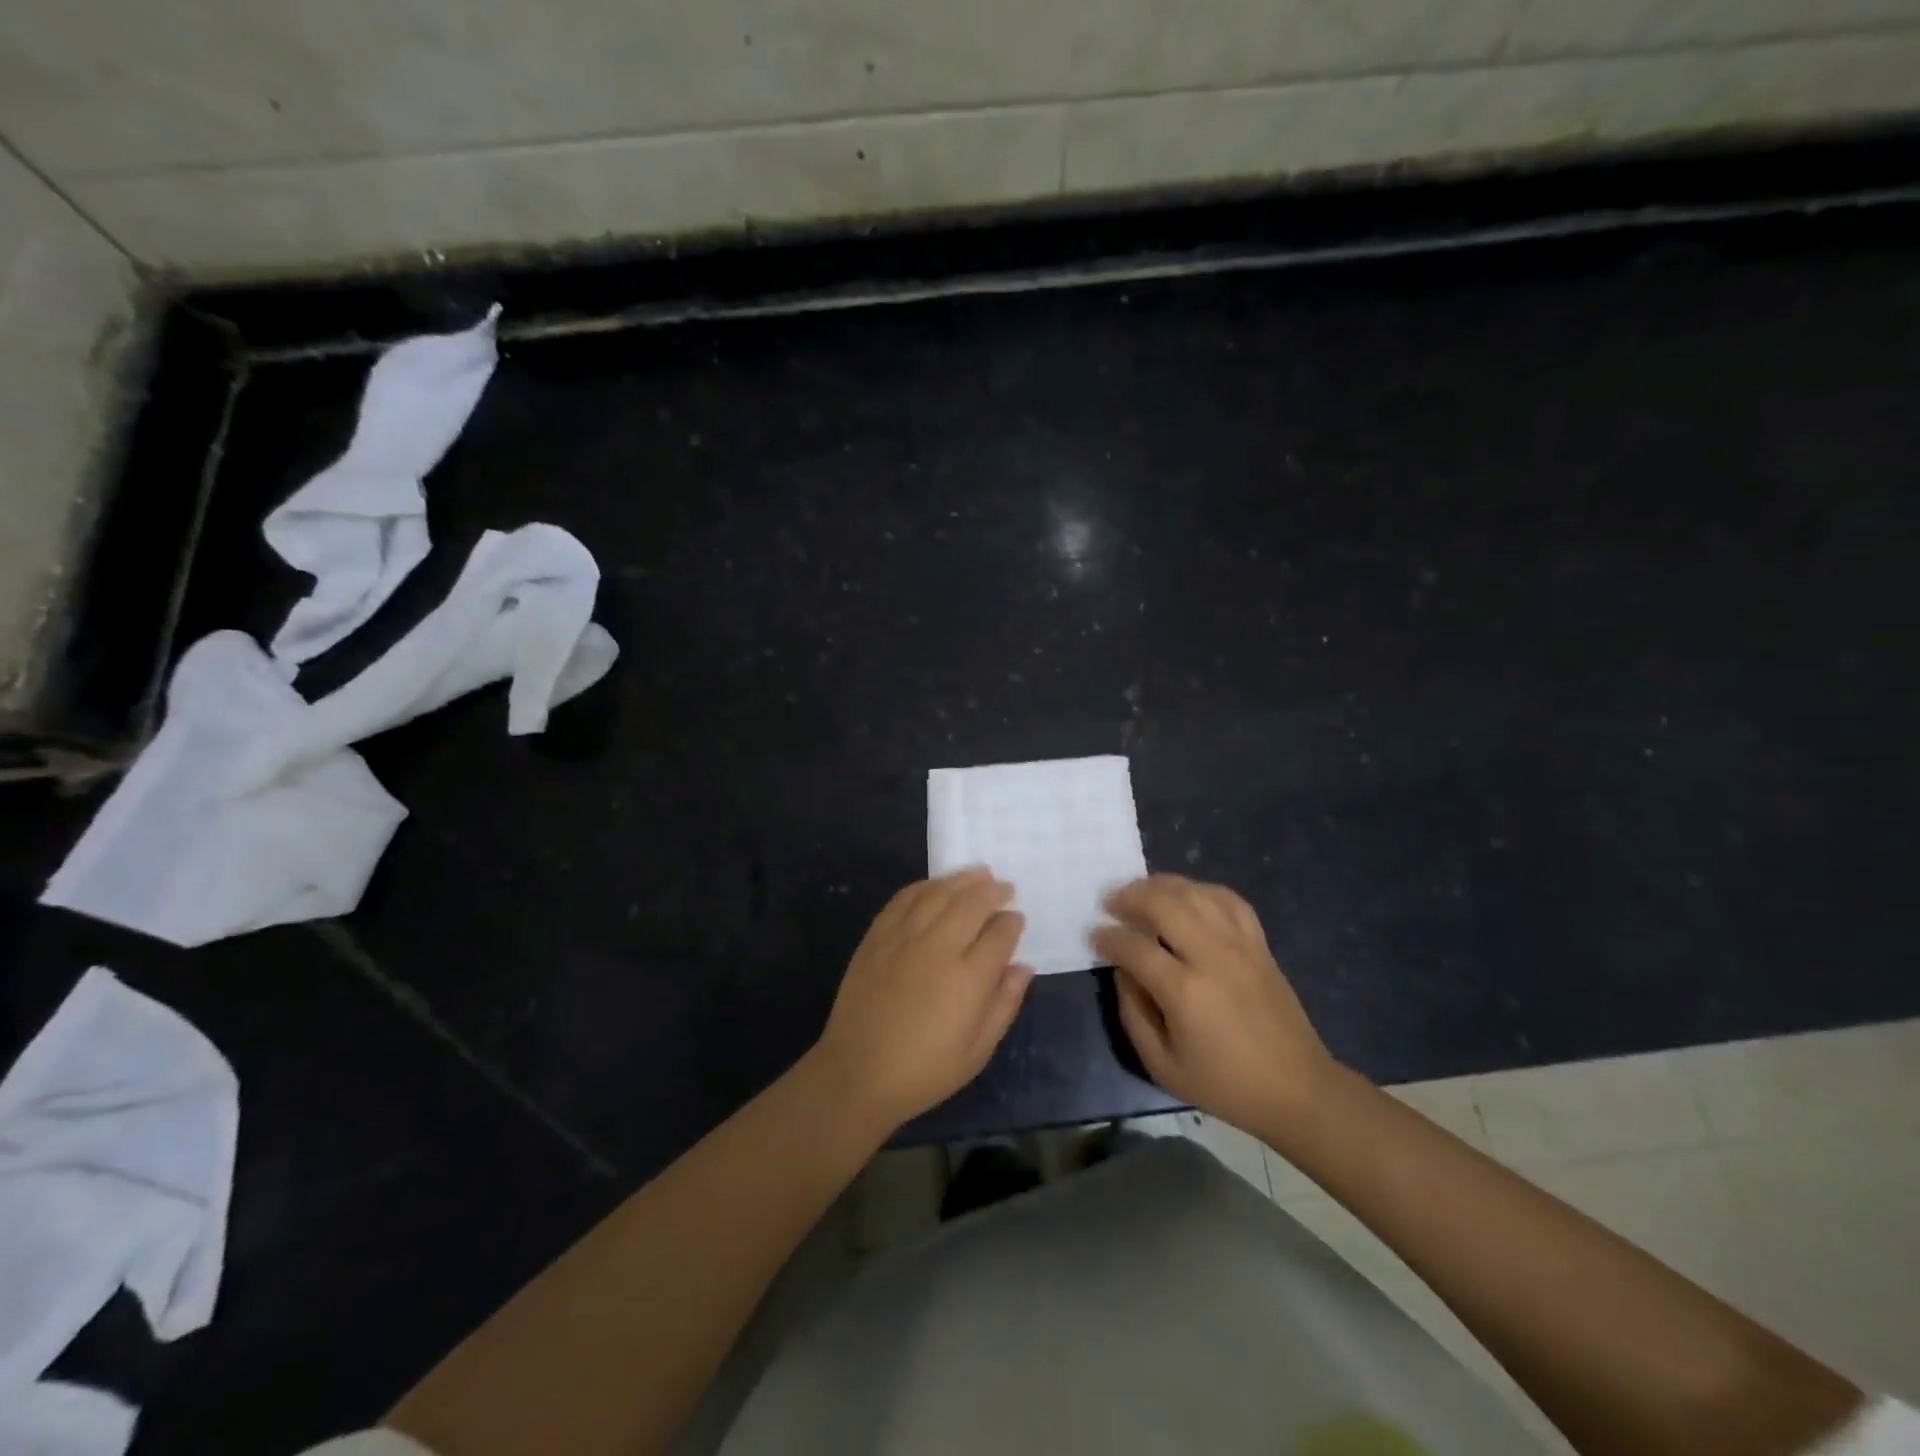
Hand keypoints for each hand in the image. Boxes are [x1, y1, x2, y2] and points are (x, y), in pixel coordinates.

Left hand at [812, 869, 1033, 1132]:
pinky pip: (904, 898)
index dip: (1012, 923)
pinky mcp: (877, 936)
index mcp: (969, 978)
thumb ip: (1005, 1004)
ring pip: (939, 893)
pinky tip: (936, 886)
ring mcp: (904, 937)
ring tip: (979, 873)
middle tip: (1005, 888)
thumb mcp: (977, 1051)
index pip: (1000, 935)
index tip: (1017, 919)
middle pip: (972, 903)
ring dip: (962, 880)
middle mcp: (939, 947)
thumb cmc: (924, 1071)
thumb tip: (1023, 967)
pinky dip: (925, 886)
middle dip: (993, 892)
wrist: (858, 1073)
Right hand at [1093, 874, 1336, 1134]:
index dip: (1108, 937)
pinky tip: (1186, 896)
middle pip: (1164, 903)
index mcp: (1184, 992)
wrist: (1297, 1089)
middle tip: (1111, 903)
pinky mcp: (1259, 944)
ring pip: (1195, 893)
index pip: (1134, 946)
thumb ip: (1133, 1013)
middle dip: (1130, 897)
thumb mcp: (1162, 1065)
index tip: (1095, 936)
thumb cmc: (1224, 1084)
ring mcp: (1240, 945)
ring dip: (1161, 885)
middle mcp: (1212, 956)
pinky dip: (1202, 890)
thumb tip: (1122, 971)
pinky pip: (1229, 900)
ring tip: (1141, 892)